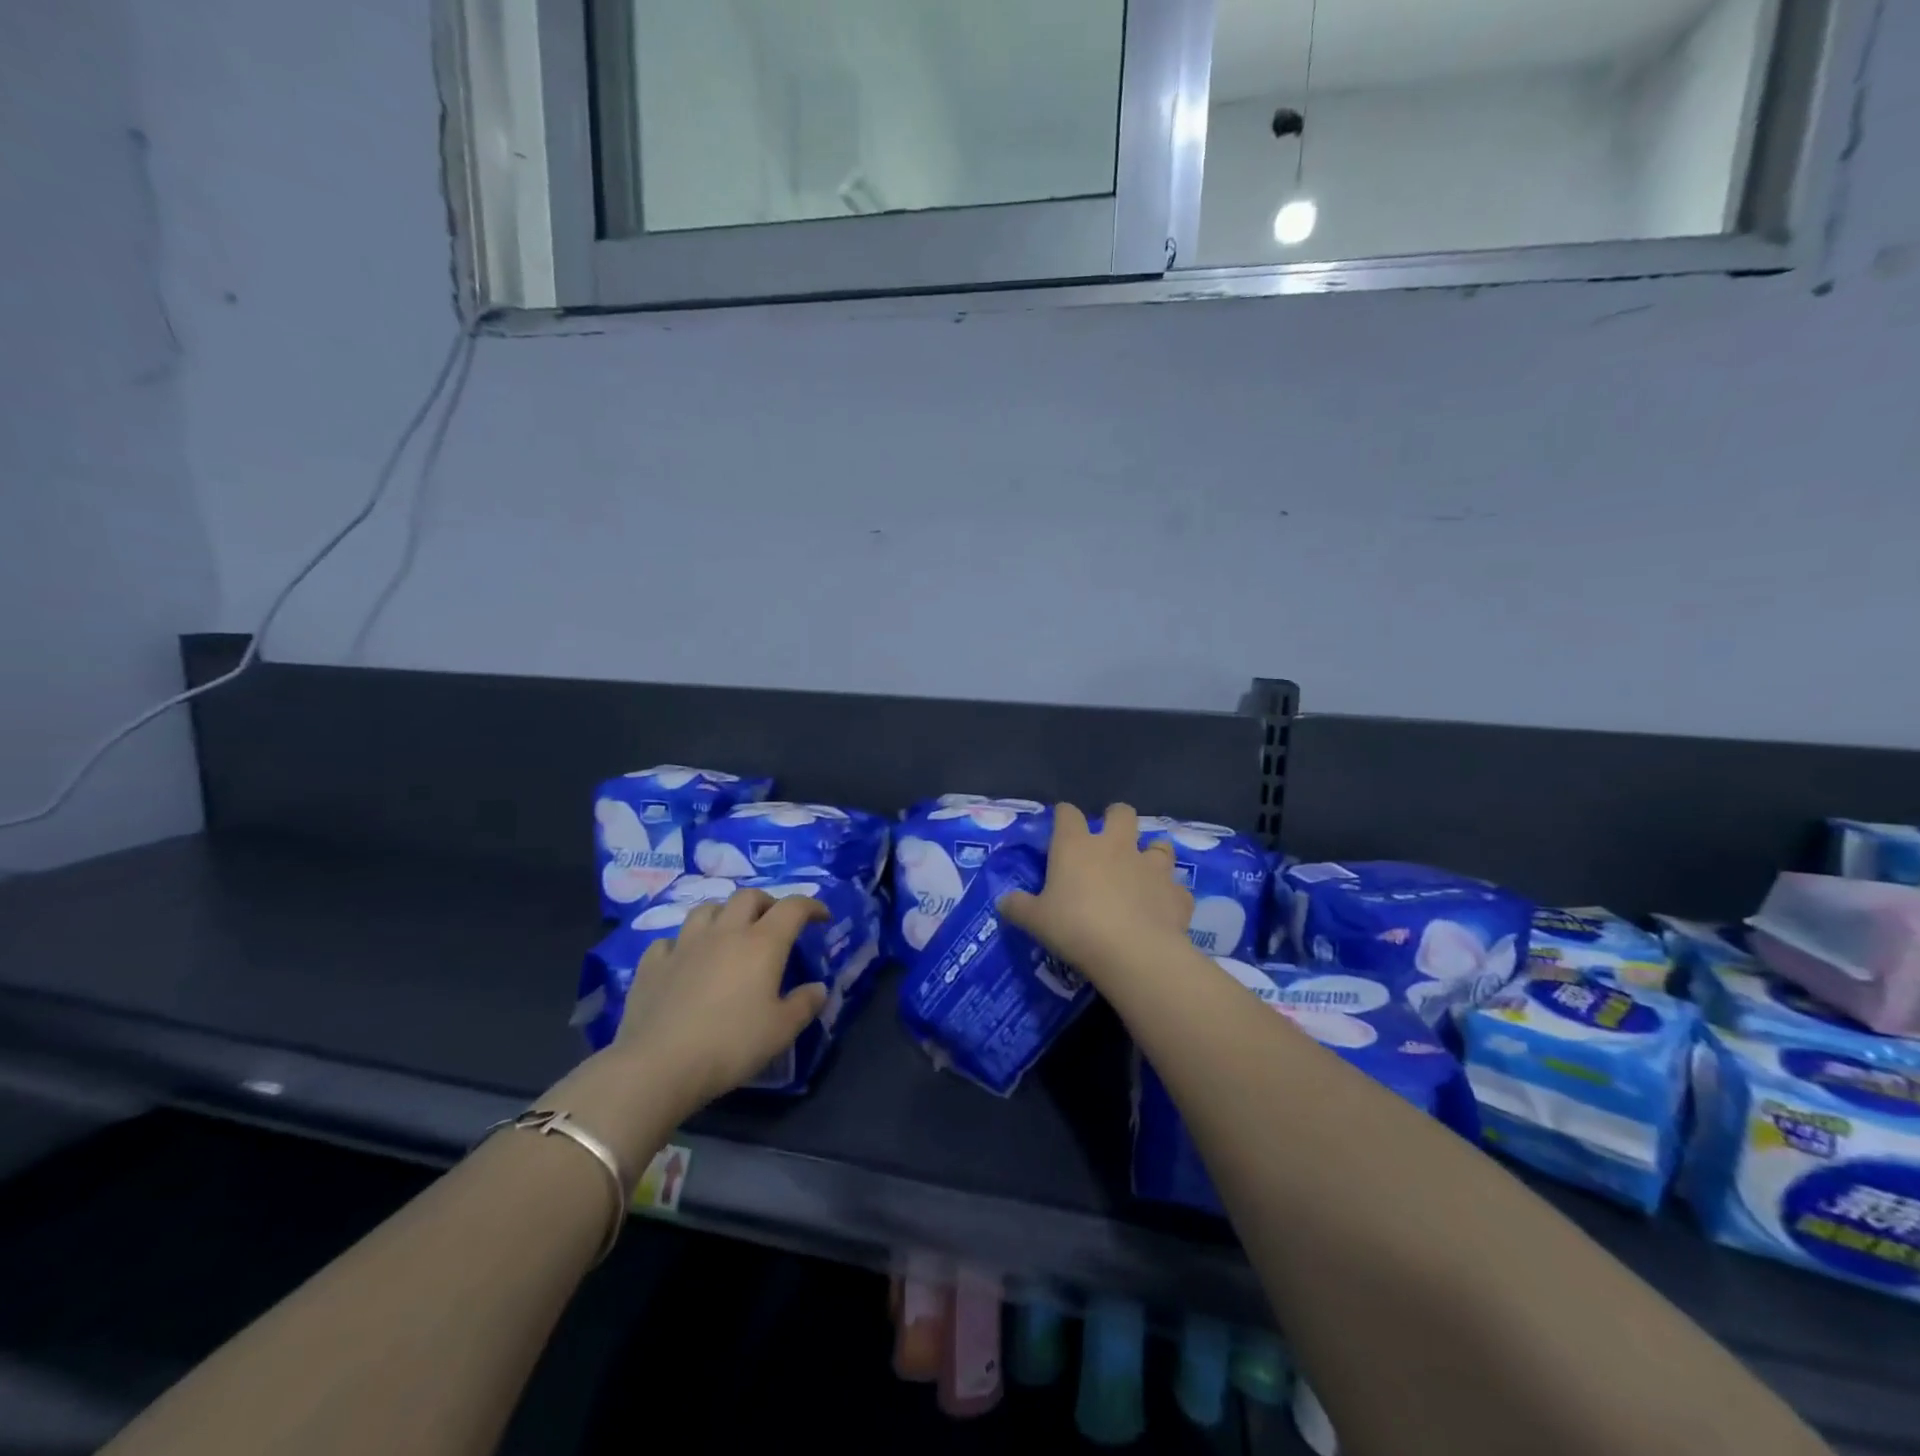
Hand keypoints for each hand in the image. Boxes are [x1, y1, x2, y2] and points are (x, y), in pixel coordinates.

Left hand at [611, 889, 829, 1114]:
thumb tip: (818, 988)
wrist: (659, 1065)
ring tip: (730, 933)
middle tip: (775, 922)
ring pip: (707, 909)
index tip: (822, 917)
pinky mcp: (653, 964)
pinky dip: (683, 944)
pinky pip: (671, 940)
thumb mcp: (781, 1031)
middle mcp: (725, 932)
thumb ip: (804, 1005)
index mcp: (762, 943)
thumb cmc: (731, 1045)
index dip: (811, 906)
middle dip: (767, 903)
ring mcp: (685, 944)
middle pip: (748, 897)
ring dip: (724, 914)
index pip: (793, 907)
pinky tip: (685, 960)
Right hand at [997, 803, 1193, 979]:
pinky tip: (1162, 908)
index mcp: (1077, 846)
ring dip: (1152, 853)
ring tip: (1143, 872)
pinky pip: (1176, 888)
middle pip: (1121, 813)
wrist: (1133, 952)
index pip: (1068, 813)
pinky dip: (1169, 895)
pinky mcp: (1176, 892)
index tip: (1060, 828)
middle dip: (1116, 820)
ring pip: (1159, 844)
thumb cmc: (1075, 928)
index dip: (1064, 816)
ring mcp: (1151, 866)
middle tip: (1109, 842)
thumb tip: (1004, 901)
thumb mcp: (1035, 921)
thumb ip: (1018, 907)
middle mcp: (1116, 846)